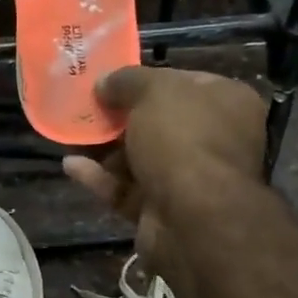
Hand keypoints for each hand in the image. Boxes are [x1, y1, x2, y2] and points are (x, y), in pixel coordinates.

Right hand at [62, 66, 265, 276]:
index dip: (147, 79)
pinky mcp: (162, 212)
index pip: (184, 83)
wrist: (191, 218)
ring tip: (70, 135)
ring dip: (104, 149)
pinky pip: (127, 190)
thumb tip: (104, 82)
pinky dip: (100, 178)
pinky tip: (71, 166)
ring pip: (139, 159)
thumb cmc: (182, 138)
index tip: (111, 80)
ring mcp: (189, 180)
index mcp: (227, 103)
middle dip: (119, 117)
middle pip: (158, 123)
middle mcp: (214, 141)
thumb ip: (127, 80)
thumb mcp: (153, 91)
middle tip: (85, 108)